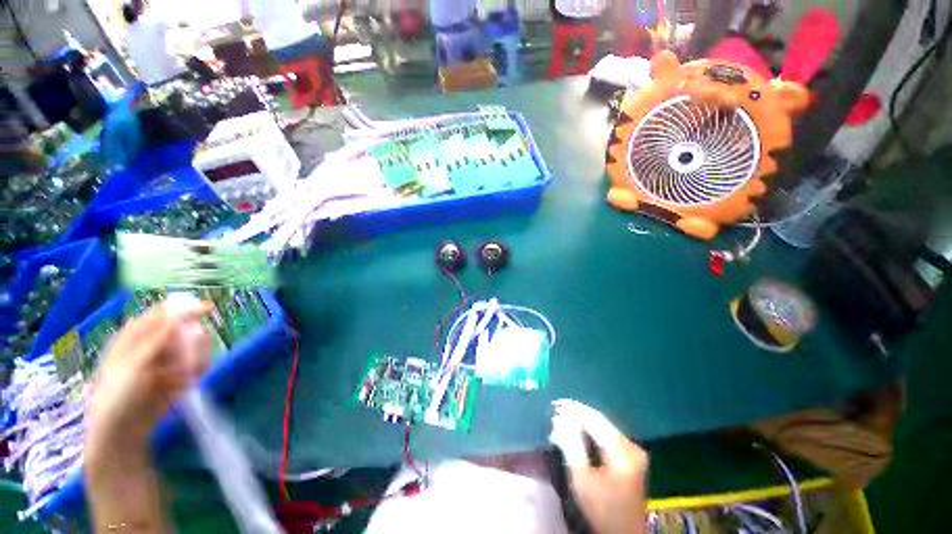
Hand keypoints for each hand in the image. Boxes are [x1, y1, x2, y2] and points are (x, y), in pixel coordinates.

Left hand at [86, 301, 212, 453]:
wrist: (123, 430)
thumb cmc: (117, 395)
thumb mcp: (132, 366)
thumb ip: (154, 340)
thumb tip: (176, 316)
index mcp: (137, 336)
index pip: (163, 313)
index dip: (184, 309)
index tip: (208, 309)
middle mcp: (155, 344)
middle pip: (185, 330)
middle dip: (194, 342)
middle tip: (193, 357)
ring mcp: (169, 359)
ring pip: (195, 348)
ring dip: (197, 359)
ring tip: (187, 377)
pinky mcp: (180, 374)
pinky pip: (199, 365)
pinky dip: (198, 371)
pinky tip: (188, 384)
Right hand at [550, 399, 647, 533]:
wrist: (624, 533)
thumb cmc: (601, 510)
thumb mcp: (582, 480)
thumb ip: (571, 446)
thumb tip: (558, 419)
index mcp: (623, 452)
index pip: (595, 420)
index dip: (574, 409)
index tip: (556, 404)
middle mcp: (632, 446)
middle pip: (600, 421)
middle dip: (577, 414)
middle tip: (556, 408)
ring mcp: (634, 451)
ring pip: (603, 426)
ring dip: (583, 421)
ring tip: (563, 417)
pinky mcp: (631, 455)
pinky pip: (607, 434)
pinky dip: (591, 430)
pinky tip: (577, 429)